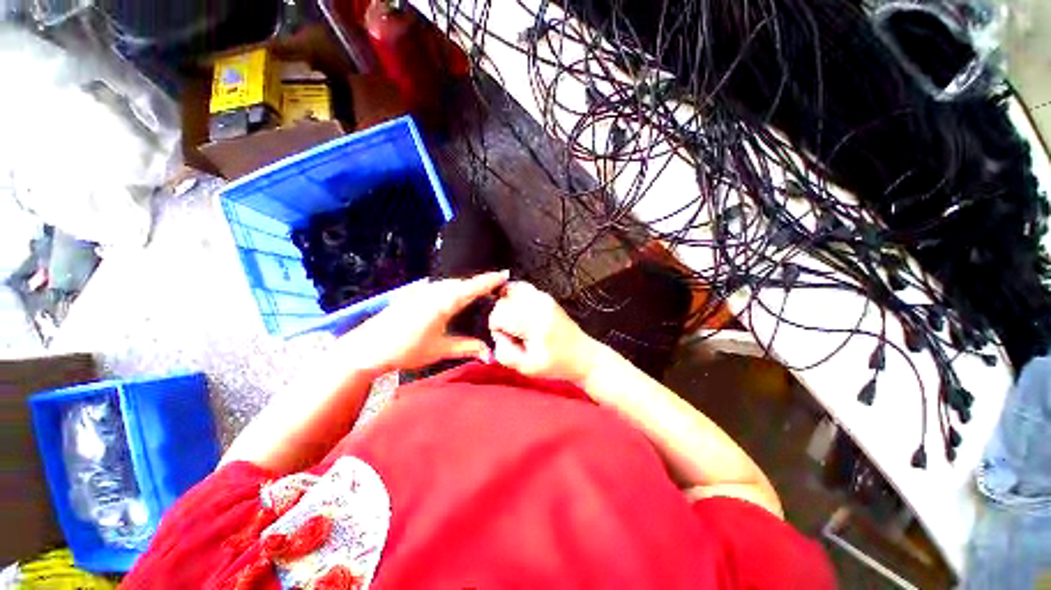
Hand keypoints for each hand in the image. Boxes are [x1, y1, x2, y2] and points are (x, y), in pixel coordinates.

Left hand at [341, 271, 509, 370]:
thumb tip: (491, 355)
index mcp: (444, 303)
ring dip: (465, 285)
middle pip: (462, 283)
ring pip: (450, 284)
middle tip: (495, 286)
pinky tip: (453, 296)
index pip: (472, 288)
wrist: (368, 348)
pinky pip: (439, 287)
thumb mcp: (440, 350)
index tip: (504, 273)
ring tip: (478, 291)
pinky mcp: (413, 293)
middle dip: (479, 283)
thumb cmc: (406, 350)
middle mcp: (434, 291)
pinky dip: (451, 289)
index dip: (489, 280)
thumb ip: (467, 348)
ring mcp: (421, 290)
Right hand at [488, 281, 602, 383]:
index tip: (507, 340)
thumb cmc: (556, 364)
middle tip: (514, 334)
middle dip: (501, 318)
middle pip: (502, 302)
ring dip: (507, 307)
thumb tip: (497, 334)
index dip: (496, 329)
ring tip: (517, 322)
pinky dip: (514, 296)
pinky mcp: (546, 296)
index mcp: (535, 324)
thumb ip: (504, 352)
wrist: (582, 355)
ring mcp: (544, 298)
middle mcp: (539, 305)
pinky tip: (519, 311)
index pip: (499, 315)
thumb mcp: (526, 368)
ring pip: (510, 291)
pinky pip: (521, 288)